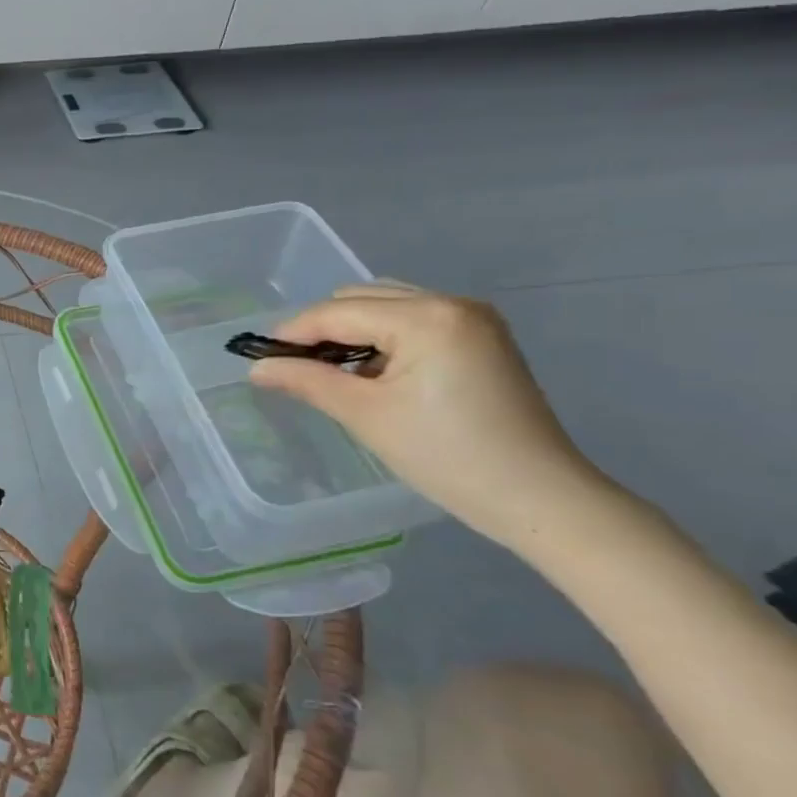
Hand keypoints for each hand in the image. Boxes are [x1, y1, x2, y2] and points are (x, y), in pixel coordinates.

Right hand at [247, 283, 604, 544]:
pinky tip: (372, 373)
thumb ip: (307, 381)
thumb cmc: (446, 457)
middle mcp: (452, 303)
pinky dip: (383, 338)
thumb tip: (257, 368)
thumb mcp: (365, 416)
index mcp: (427, 317)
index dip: (293, 332)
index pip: (339, 311)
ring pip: (387, 306)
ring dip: (353, 331)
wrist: (539, 498)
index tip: (259, 356)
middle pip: (362, 298)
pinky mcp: (482, 338)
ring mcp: (473, 319)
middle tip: (295, 368)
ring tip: (331, 372)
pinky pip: (414, 321)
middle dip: (323, 329)